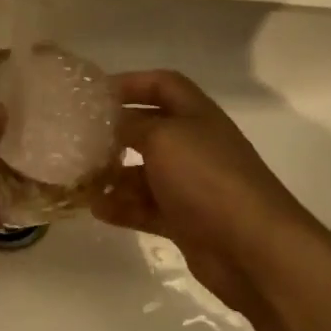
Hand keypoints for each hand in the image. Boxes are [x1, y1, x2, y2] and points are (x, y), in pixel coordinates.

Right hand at [93, 70, 318, 313]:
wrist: (252, 247)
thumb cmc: (206, 178)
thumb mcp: (163, 138)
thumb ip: (131, 125)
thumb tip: (109, 121)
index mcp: (196, 115)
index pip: (163, 85)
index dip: (131, 83)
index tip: (94, 93)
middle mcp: (194, 145)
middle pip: (149, 129)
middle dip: (115, 133)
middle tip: (78, 139)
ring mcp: (190, 185)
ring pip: (143, 173)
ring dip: (112, 175)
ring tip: (80, 180)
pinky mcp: (184, 220)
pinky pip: (145, 207)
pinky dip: (122, 207)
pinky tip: (96, 210)